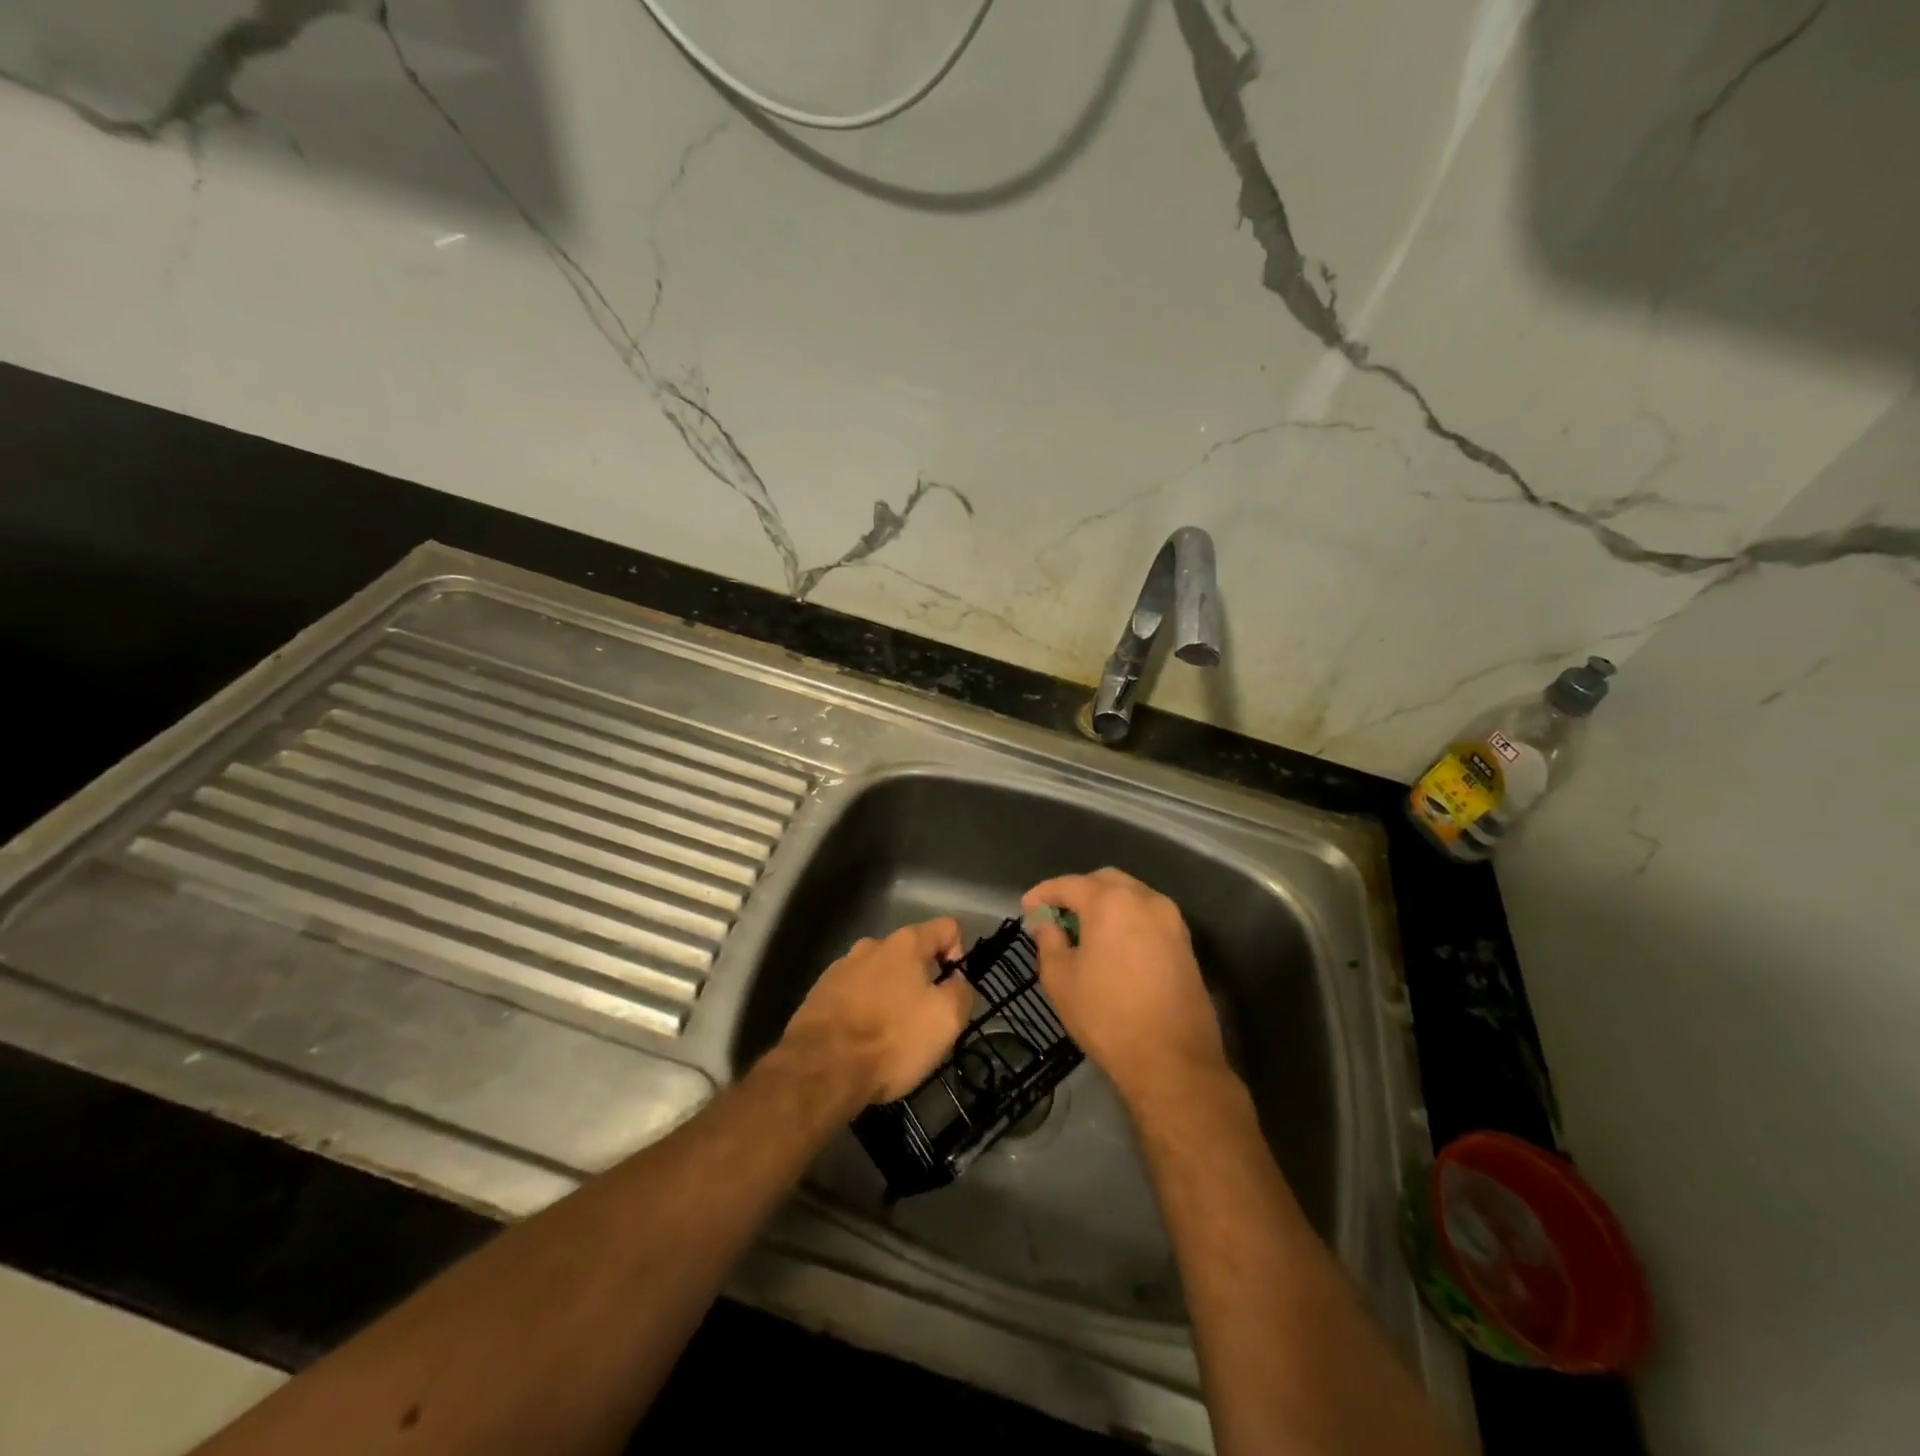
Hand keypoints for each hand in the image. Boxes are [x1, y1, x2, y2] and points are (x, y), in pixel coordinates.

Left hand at [778, 918, 972, 1108]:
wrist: (820, 1069)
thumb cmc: (891, 1039)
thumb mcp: (946, 1020)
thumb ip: (962, 991)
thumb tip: (957, 981)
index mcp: (906, 943)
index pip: (947, 927)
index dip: (959, 954)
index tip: (953, 989)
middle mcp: (872, 945)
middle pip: (910, 953)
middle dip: (922, 980)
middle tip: (923, 1020)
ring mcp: (841, 967)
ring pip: (880, 974)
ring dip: (890, 995)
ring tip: (889, 1035)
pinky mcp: (819, 993)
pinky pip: (854, 994)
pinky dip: (863, 1010)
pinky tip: (861, 1040)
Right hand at [1022, 869, 1228, 1108]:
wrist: (1172, 1060)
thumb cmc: (1107, 1016)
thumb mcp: (1061, 979)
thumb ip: (1049, 941)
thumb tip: (1046, 923)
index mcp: (1110, 902)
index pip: (1069, 884)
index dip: (1044, 893)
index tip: (1027, 907)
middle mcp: (1145, 899)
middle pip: (1105, 881)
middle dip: (1078, 892)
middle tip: (1057, 915)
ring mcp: (1171, 920)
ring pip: (1131, 896)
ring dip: (1105, 904)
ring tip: (1084, 931)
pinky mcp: (1185, 943)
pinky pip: (1148, 917)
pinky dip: (1127, 920)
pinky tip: (1113, 946)